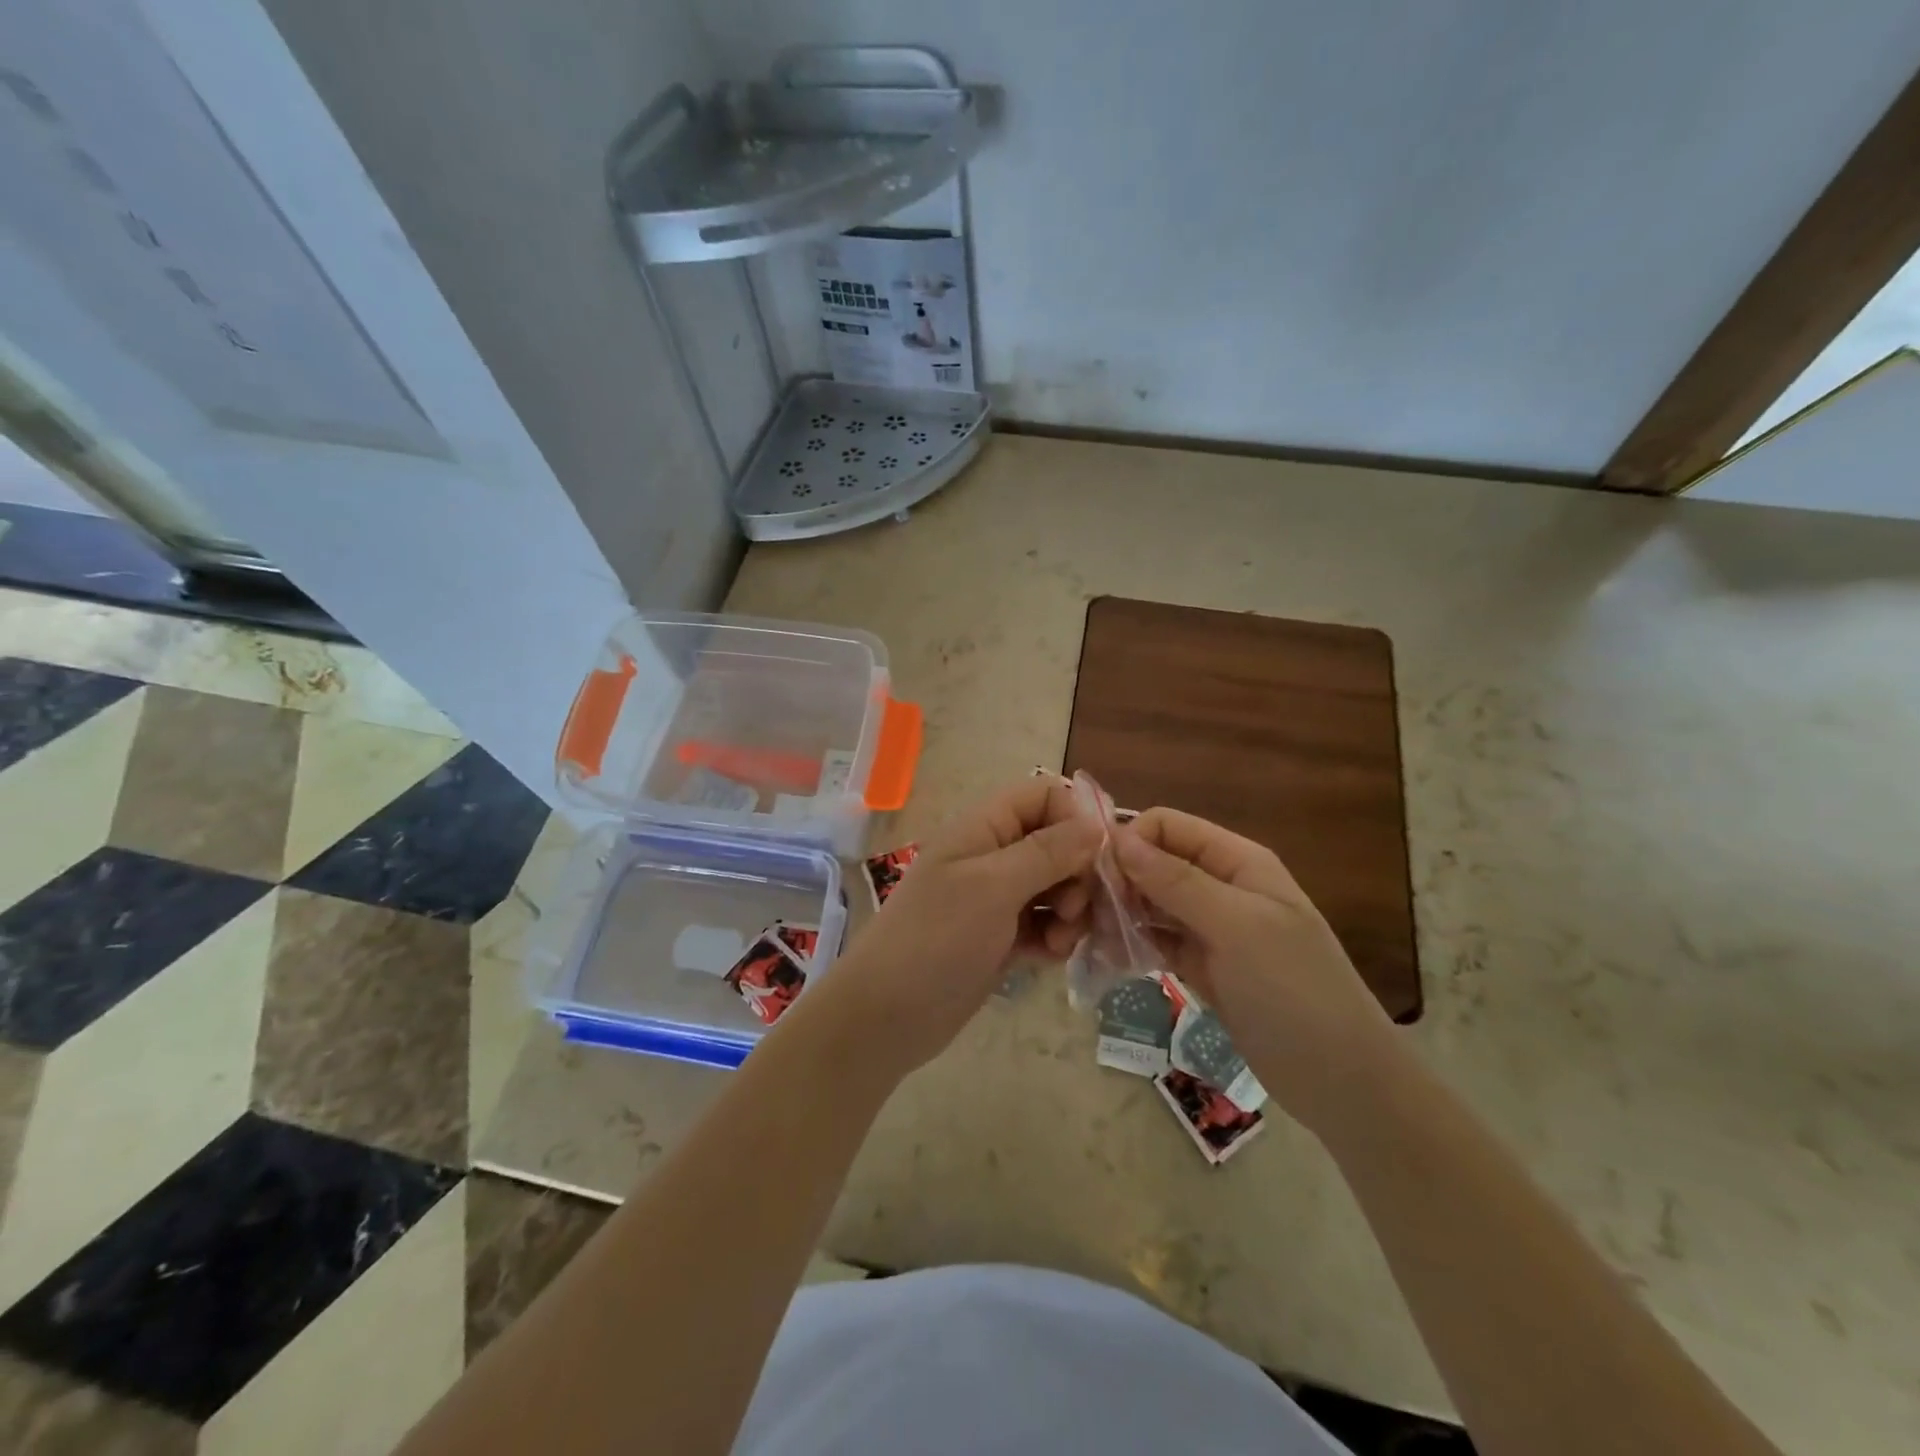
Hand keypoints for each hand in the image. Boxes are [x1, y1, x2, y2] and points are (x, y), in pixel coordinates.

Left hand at [786, 778, 1101, 1080]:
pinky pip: (1045, 923)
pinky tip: (1050, 958)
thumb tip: (1095, 824)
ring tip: (1060, 941)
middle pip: (1058, 842)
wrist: (887, 1015)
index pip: (1044, 795)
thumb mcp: (994, 887)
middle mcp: (992, 854)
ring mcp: (997, 897)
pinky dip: (1055, 937)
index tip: (1096, 858)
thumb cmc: (937, 938)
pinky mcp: (1001, 936)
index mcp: (983, 827)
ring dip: (1071, 911)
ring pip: (1057, 885)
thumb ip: (1047, 852)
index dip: (1075, 818)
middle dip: (1078, 874)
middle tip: (1073, 909)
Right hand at [1115, 810, 1396, 1135]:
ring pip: (1151, 901)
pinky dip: (1133, 941)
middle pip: (1155, 862)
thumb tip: (1118, 838)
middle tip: (1084, 912)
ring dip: (1120, 911)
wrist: (1341, 1080)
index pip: (1168, 826)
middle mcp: (1221, 885)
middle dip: (1119, 878)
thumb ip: (1176, 881)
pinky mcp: (1202, 965)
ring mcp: (1211, 928)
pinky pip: (1157, 939)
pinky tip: (1109, 954)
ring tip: (1090, 935)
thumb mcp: (1236, 927)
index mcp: (1237, 861)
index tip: (1094, 874)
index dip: (1130, 841)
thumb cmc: (1293, 990)